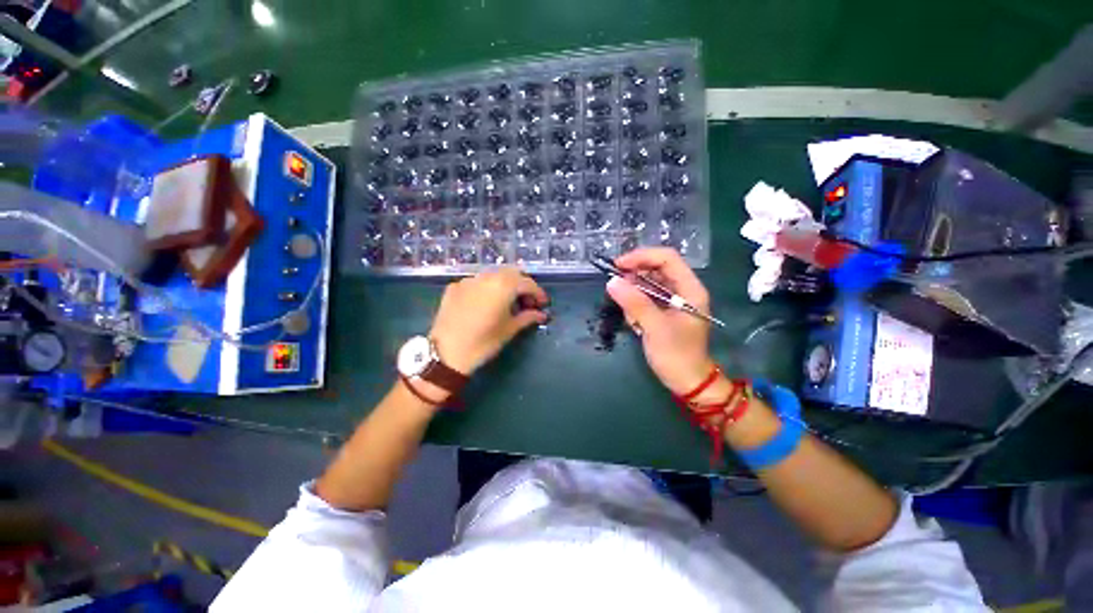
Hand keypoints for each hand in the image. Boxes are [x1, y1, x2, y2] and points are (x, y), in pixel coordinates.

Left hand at [430, 267, 548, 374]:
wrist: (445, 354)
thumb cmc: (483, 343)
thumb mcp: (509, 330)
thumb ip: (527, 317)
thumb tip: (541, 314)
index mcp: (503, 285)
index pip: (527, 283)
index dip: (538, 293)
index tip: (543, 304)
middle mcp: (486, 276)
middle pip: (511, 274)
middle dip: (522, 286)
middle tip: (527, 303)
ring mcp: (468, 280)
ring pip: (493, 276)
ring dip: (505, 285)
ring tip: (507, 303)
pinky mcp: (454, 287)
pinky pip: (476, 282)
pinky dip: (487, 289)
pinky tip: (486, 304)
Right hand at [605, 248, 714, 395]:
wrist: (687, 382)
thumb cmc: (676, 355)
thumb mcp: (654, 327)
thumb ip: (634, 302)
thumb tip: (612, 281)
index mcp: (690, 289)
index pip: (667, 258)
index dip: (642, 257)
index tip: (618, 265)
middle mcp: (683, 290)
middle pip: (656, 270)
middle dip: (634, 278)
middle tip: (616, 288)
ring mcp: (673, 301)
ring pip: (648, 285)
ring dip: (634, 297)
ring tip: (633, 319)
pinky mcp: (664, 311)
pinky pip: (645, 299)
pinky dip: (635, 308)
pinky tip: (636, 325)